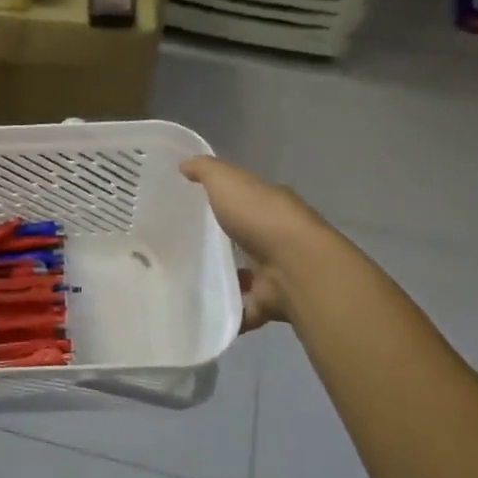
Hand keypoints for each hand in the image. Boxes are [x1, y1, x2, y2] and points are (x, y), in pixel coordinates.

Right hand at [180, 156, 337, 331]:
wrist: (295, 265)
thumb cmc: (261, 217)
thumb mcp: (227, 180)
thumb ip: (205, 170)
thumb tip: (183, 164)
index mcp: (270, 207)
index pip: (246, 202)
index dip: (225, 203)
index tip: (195, 210)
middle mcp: (277, 238)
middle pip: (245, 241)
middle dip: (222, 245)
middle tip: (183, 250)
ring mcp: (275, 273)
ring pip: (244, 278)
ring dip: (223, 281)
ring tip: (186, 283)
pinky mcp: (268, 303)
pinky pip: (243, 310)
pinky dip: (228, 313)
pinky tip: (201, 311)